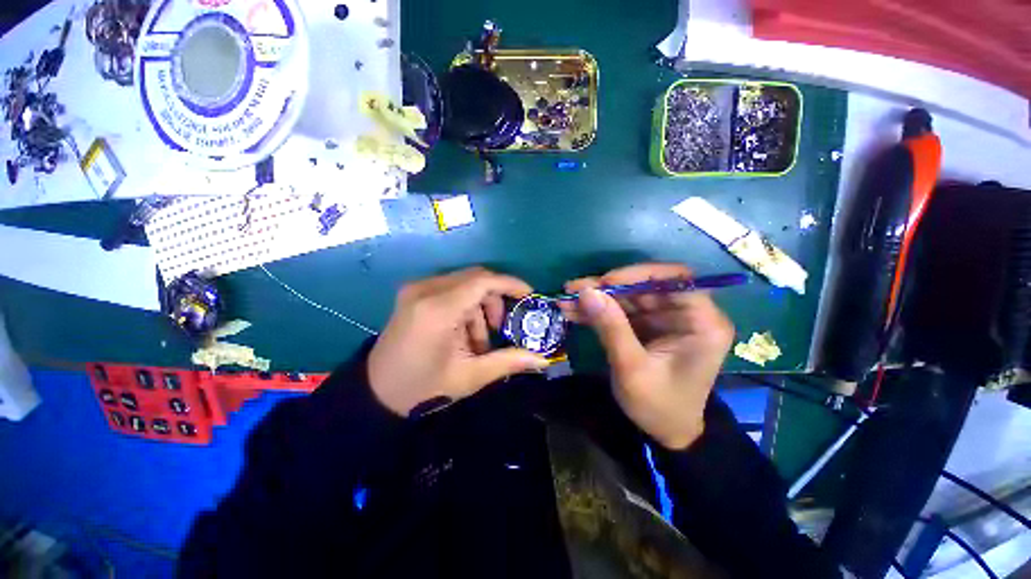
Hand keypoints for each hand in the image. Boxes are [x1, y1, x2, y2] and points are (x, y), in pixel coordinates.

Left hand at [368, 267, 550, 415]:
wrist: (375, 392)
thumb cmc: (422, 388)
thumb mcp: (469, 377)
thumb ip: (508, 362)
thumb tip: (543, 359)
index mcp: (437, 310)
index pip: (482, 281)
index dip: (510, 284)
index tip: (528, 295)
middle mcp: (425, 290)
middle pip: (476, 278)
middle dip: (495, 300)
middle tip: (500, 328)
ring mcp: (416, 289)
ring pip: (464, 283)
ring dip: (479, 306)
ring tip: (477, 339)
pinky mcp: (413, 293)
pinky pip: (451, 288)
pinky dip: (465, 306)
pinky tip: (461, 332)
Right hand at [561, 263, 734, 448]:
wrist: (665, 433)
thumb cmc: (659, 406)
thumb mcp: (632, 368)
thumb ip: (611, 327)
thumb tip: (586, 291)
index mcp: (701, 323)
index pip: (676, 280)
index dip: (639, 274)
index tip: (605, 282)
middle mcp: (685, 314)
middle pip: (645, 286)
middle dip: (607, 287)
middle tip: (573, 289)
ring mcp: (664, 319)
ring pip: (628, 296)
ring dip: (597, 298)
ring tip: (566, 299)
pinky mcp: (647, 326)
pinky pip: (621, 310)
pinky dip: (598, 311)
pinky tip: (573, 311)